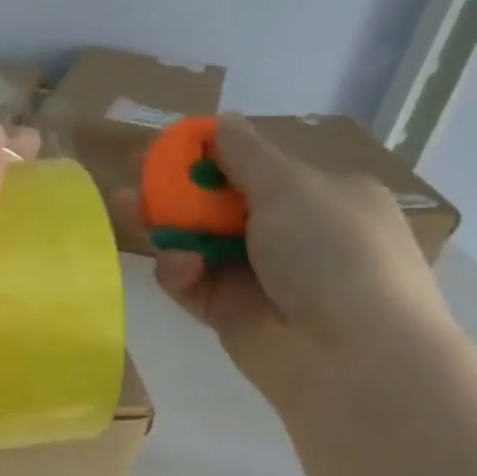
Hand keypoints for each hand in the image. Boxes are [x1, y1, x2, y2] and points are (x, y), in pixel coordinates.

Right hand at [111, 114, 456, 413]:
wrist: (349, 355)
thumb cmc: (332, 253)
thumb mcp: (292, 188)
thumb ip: (244, 154)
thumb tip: (220, 121)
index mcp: (323, 197)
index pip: (258, 169)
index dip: (210, 156)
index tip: (169, 148)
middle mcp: (292, 235)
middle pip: (219, 206)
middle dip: (176, 191)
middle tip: (132, 177)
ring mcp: (259, 278)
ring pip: (198, 244)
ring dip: (166, 227)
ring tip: (127, 208)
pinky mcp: (230, 314)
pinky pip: (193, 284)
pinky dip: (181, 272)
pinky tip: (181, 269)